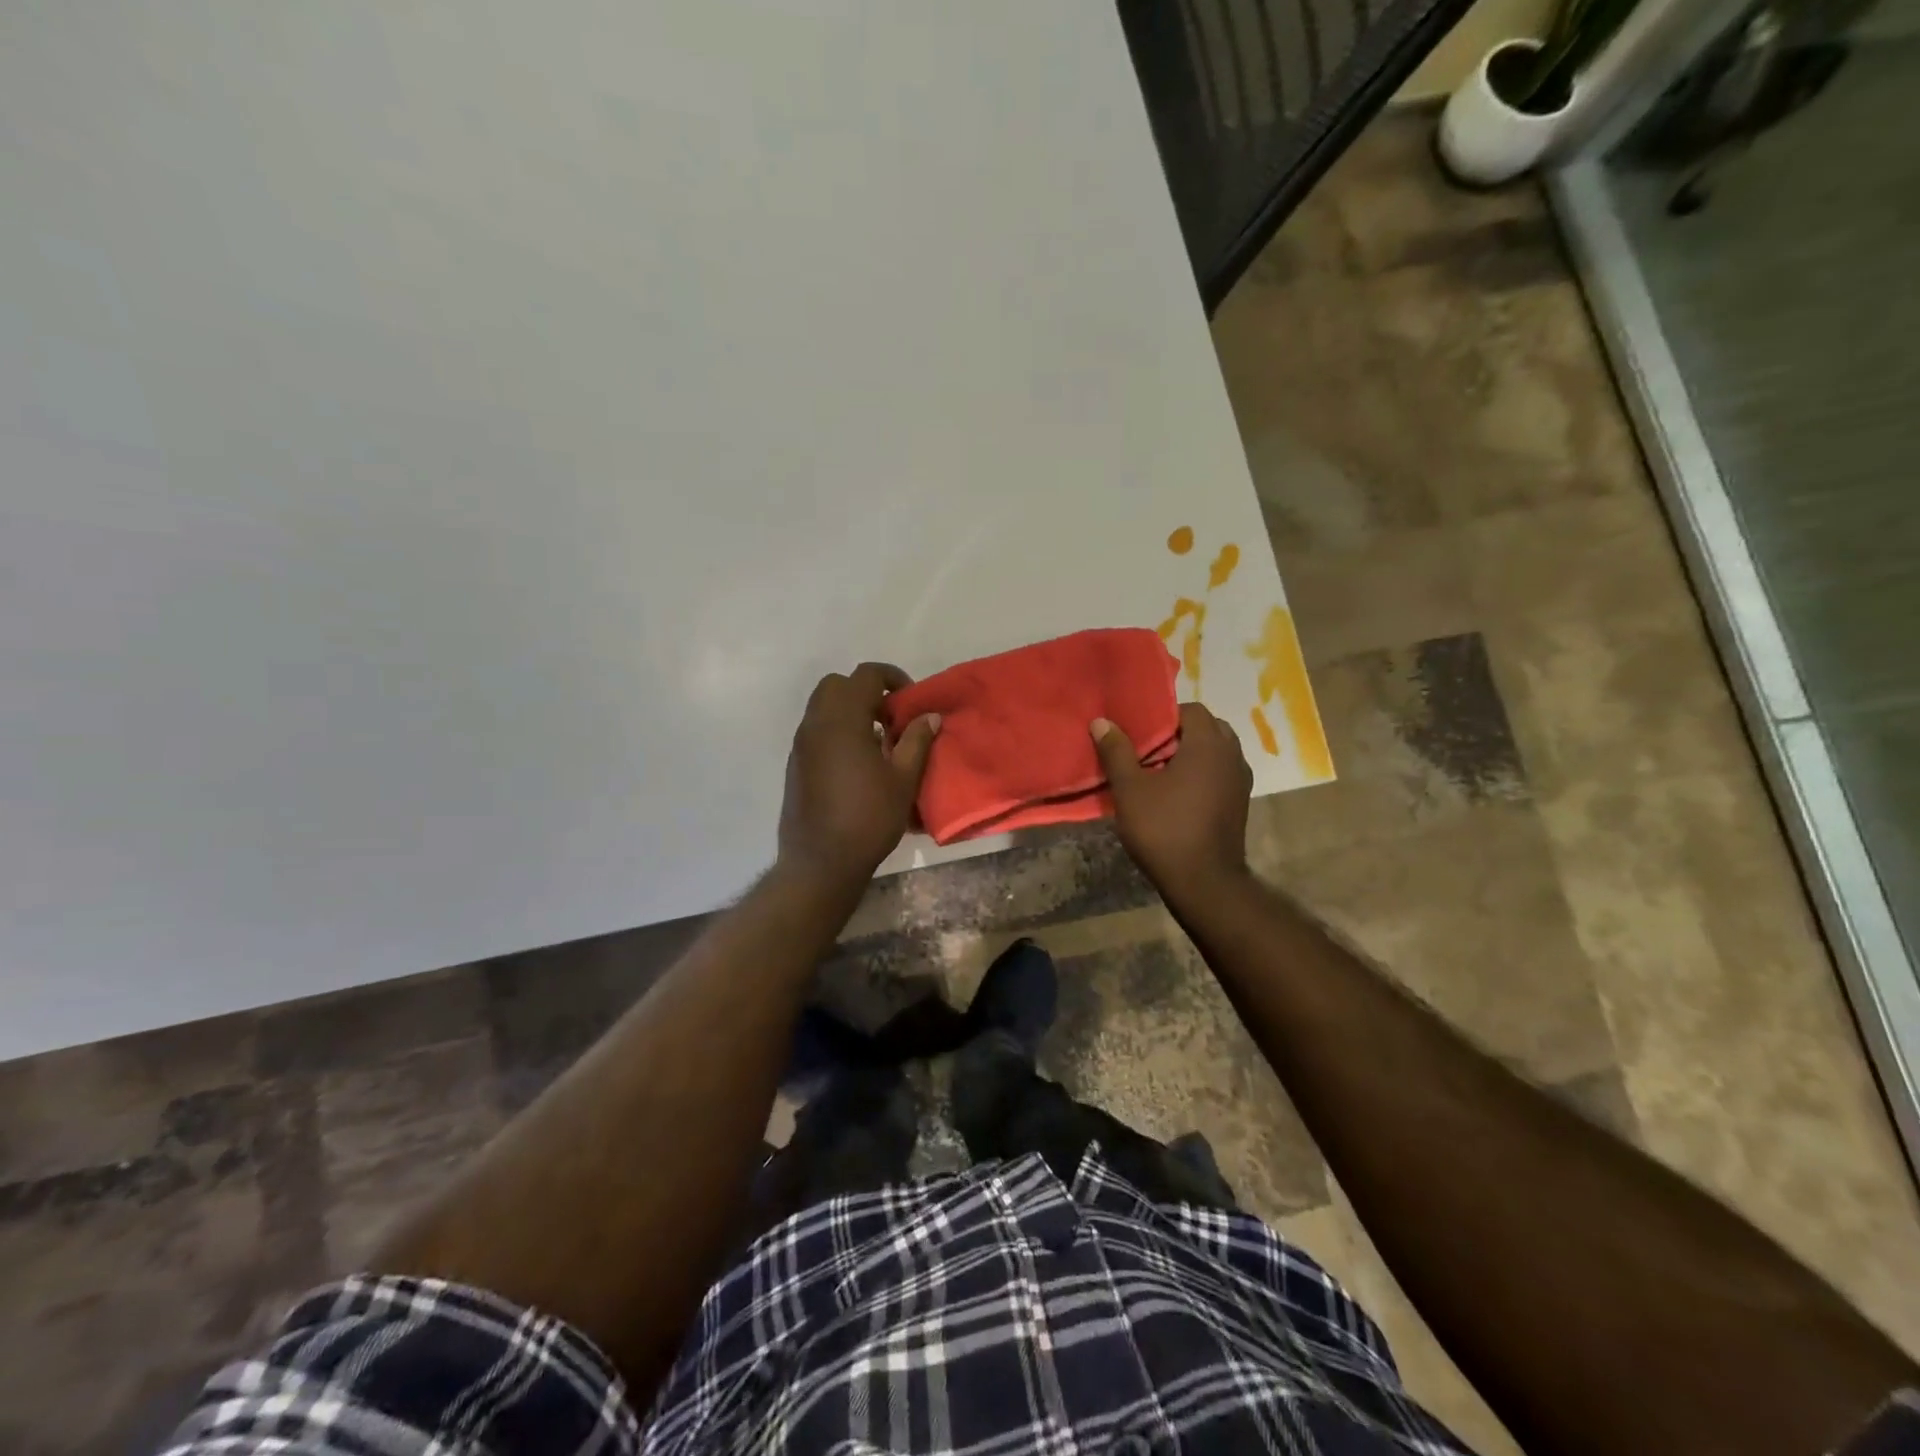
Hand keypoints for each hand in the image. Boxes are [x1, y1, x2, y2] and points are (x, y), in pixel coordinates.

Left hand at [778, 663, 939, 884]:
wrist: (820, 862)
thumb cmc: (868, 819)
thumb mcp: (903, 780)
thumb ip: (916, 741)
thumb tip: (929, 716)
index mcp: (843, 720)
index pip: (866, 675)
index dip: (892, 678)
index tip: (910, 702)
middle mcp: (816, 724)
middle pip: (837, 684)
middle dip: (866, 691)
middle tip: (890, 718)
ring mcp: (801, 744)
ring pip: (822, 706)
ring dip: (850, 711)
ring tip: (877, 742)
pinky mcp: (795, 763)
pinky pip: (816, 730)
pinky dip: (836, 730)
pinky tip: (857, 763)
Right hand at [1092, 702, 1252, 902]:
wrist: (1203, 882)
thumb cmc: (1164, 829)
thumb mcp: (1130, 789)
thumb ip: (1116, 751)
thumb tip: (1101, 721)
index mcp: (1209, 743)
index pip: (1191, 710)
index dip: (1163, 715)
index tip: (1138, 729)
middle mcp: (1232, 755)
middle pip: (1206, 728)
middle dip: (1177, 734)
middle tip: (1146, 749)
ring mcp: (1240, 780)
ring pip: (1215, 752)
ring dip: (1190, 755)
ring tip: (1157, 771)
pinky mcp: (1239, 803)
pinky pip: (1219, 774)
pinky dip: (1200, 774)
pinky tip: (1175, 794)